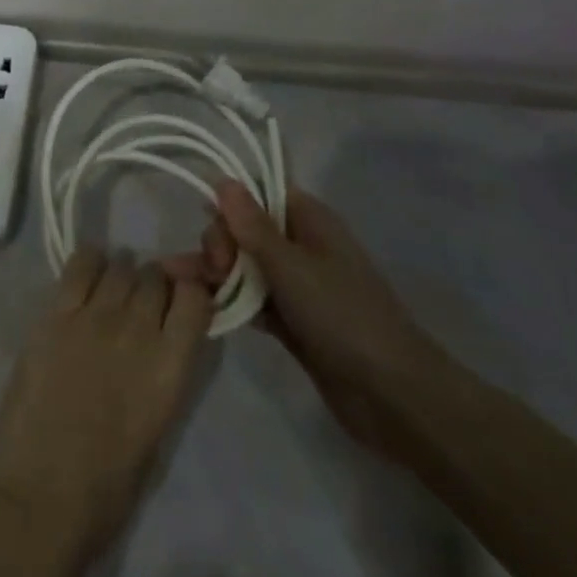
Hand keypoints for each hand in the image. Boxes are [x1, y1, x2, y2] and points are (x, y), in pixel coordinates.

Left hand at [0, 250, 212, 559]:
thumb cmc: (105, 488)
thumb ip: (164, 373)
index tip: (180, 303)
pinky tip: (87, 278)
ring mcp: (94, 316)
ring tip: (112, 293)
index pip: (195, 298)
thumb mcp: (156, 429)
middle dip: (154, 285)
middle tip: (140, 304)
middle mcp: (137, 331)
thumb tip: (164, 340)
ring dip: (122, 276)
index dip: (190, 294)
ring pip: (121, 266)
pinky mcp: (56, 313)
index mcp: (170, 368)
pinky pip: (80, 264)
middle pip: (155, 276)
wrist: (39, 496)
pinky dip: (89, 263)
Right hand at [170, 181, 442, 462]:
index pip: (259, 192)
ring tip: (182, 284)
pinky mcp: (293, 321)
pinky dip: (231, 302)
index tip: (215, 227)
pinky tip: (204, 308)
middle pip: (245, 229)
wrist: (394, 397)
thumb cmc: (344, 317)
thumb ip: (253, 226)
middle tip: (215, 270)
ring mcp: (297, 285)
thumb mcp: (292, 267)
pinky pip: (253, 300)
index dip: (231, 203)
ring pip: (245, 266)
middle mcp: (301, 245)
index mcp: (309, 220)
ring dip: (217, 272)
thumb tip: (222, 179)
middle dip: (221, 243)